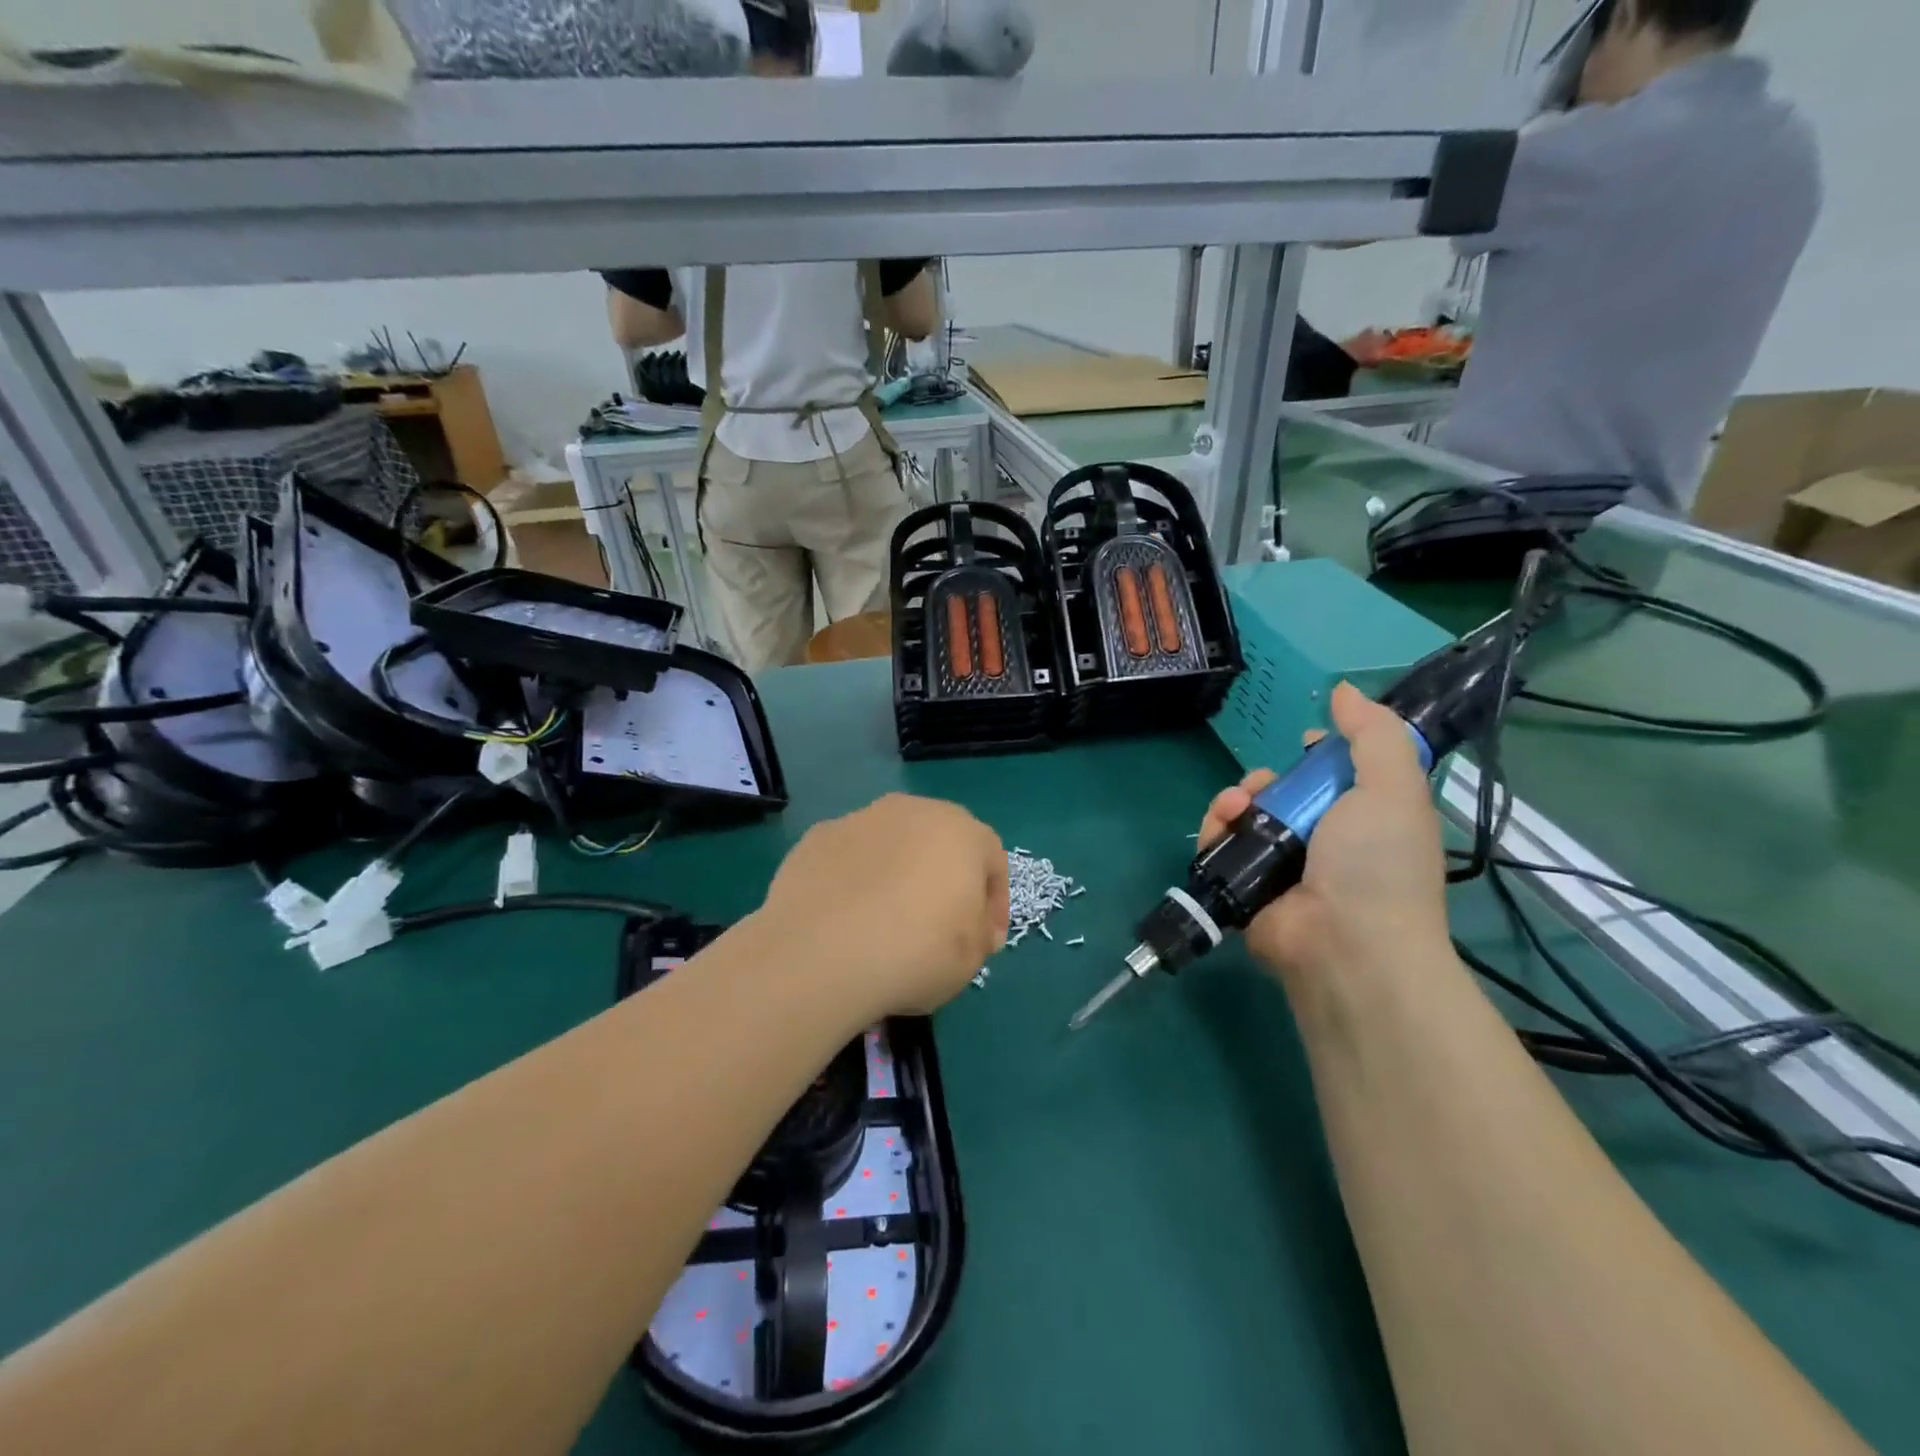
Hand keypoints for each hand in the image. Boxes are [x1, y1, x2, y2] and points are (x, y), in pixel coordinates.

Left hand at [755, 793, 1008, 1019]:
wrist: (821, 953)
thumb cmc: (915, 951)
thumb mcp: (971, 958)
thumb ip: (981, 933)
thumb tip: (973, 926)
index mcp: (960, 831)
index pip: (992, 859)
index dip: (994, 902)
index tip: (984, 940)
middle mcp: (912, 811)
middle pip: (940, 841)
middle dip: (945, 879)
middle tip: (938, 925)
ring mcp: (860, 819)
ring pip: (892, 845)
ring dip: (897, 874)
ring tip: (886, 922)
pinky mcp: (817, 837)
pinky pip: (850, 858)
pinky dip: (854, 881)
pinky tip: (846, 919)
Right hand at [1198, 683, 1449, 988]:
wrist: (1345, 945)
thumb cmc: (1378, 863)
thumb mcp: (1394, 788)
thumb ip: (1374, 735)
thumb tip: (1344, 690)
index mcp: (1367, 818)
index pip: (1339, 775)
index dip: (1321, 754)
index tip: (1307, 743)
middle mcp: (1326, 841)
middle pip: (1285, 791)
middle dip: (1269, 777)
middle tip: (1266, 782)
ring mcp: (1283, 865)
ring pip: (1248, 814)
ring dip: (1237, 797)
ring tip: (1237, 804)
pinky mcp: (1245, 884)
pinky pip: (1222, 844)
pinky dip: (1216, 827)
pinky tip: (1223, 821)